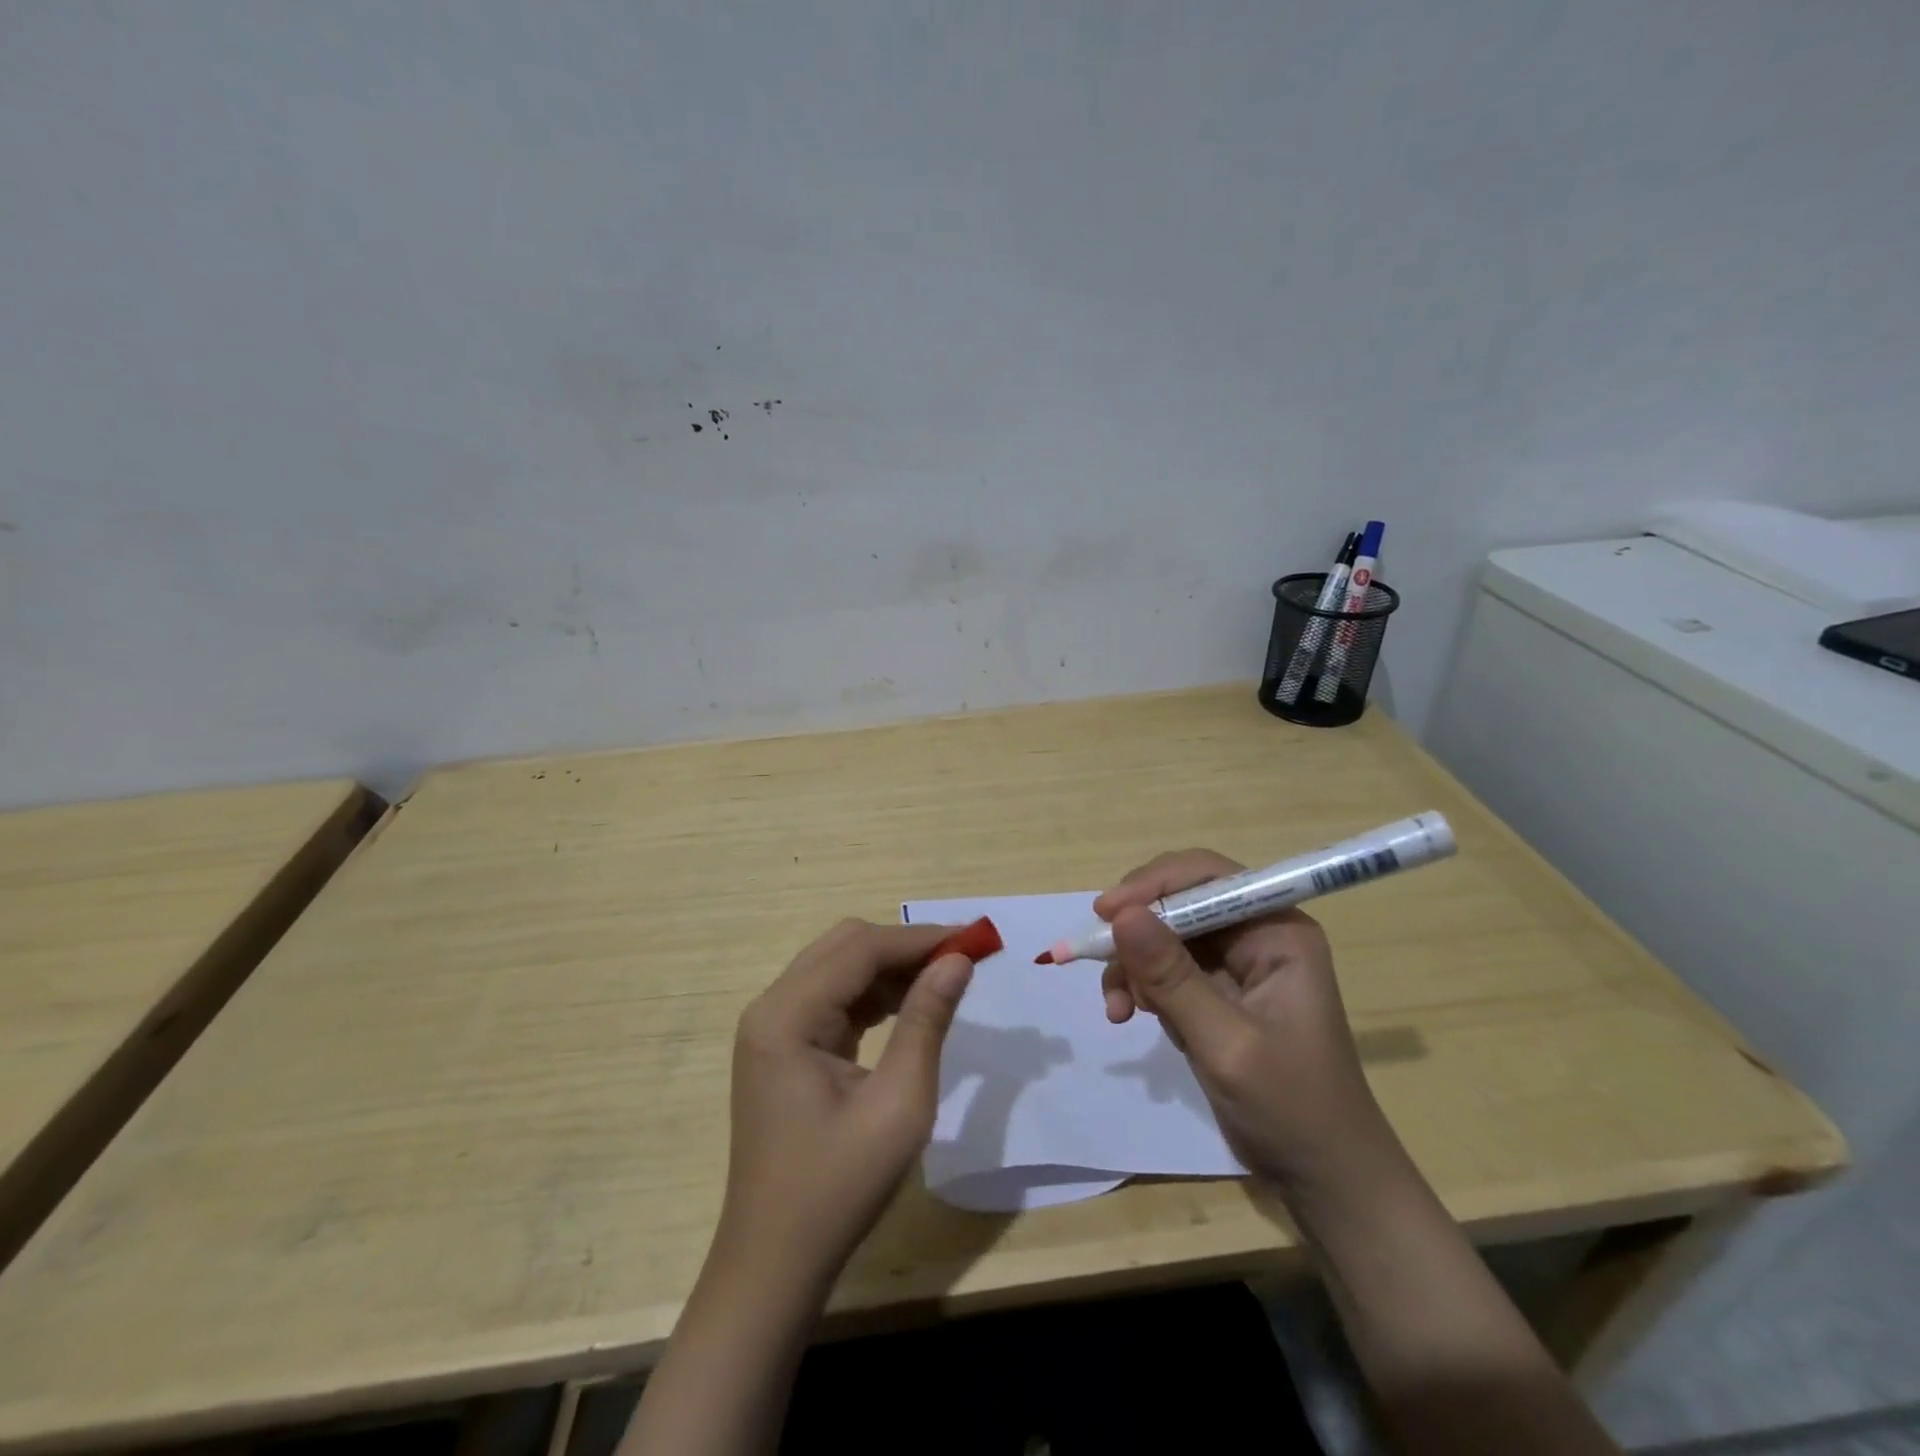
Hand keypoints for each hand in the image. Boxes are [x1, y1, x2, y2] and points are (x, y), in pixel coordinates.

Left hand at [717, 919, 973, 1282]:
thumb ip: (927, 1022)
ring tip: (944, 980)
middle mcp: (771, 1007)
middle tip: (961, 960)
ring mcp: (773, 1027)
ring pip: (839, 967)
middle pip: (845, 946)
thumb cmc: (839, 1188)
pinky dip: (873, 994)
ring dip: (891, 967)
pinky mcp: (782, 1046)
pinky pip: (832, 998)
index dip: (920, 938)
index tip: (974, 939)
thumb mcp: (898, 1105)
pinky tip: (909, 1006)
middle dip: (905, 946)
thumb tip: (958, 960)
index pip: (861, 949)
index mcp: (786, 1016)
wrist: (775, 1262)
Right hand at [1095, 850, 1395, 1194]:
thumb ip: (1172, 977)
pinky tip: (1127, 1016)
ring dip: (1133, 966)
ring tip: (1118, 1008)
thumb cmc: (1290, 1107)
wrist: (1320, 1178)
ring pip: (1164, 936)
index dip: (1154, 885)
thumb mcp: (1225, 1042)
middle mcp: (1256, 935)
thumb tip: (1121, 914)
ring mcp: (1235, 965)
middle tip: (1098, 957)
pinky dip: (1141, 987)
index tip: (1106, 913)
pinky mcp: (1216, 992)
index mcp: (1277, 931)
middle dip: (1137, 932)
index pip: (1208, 877)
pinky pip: (1165, 970)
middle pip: (1179, 902)